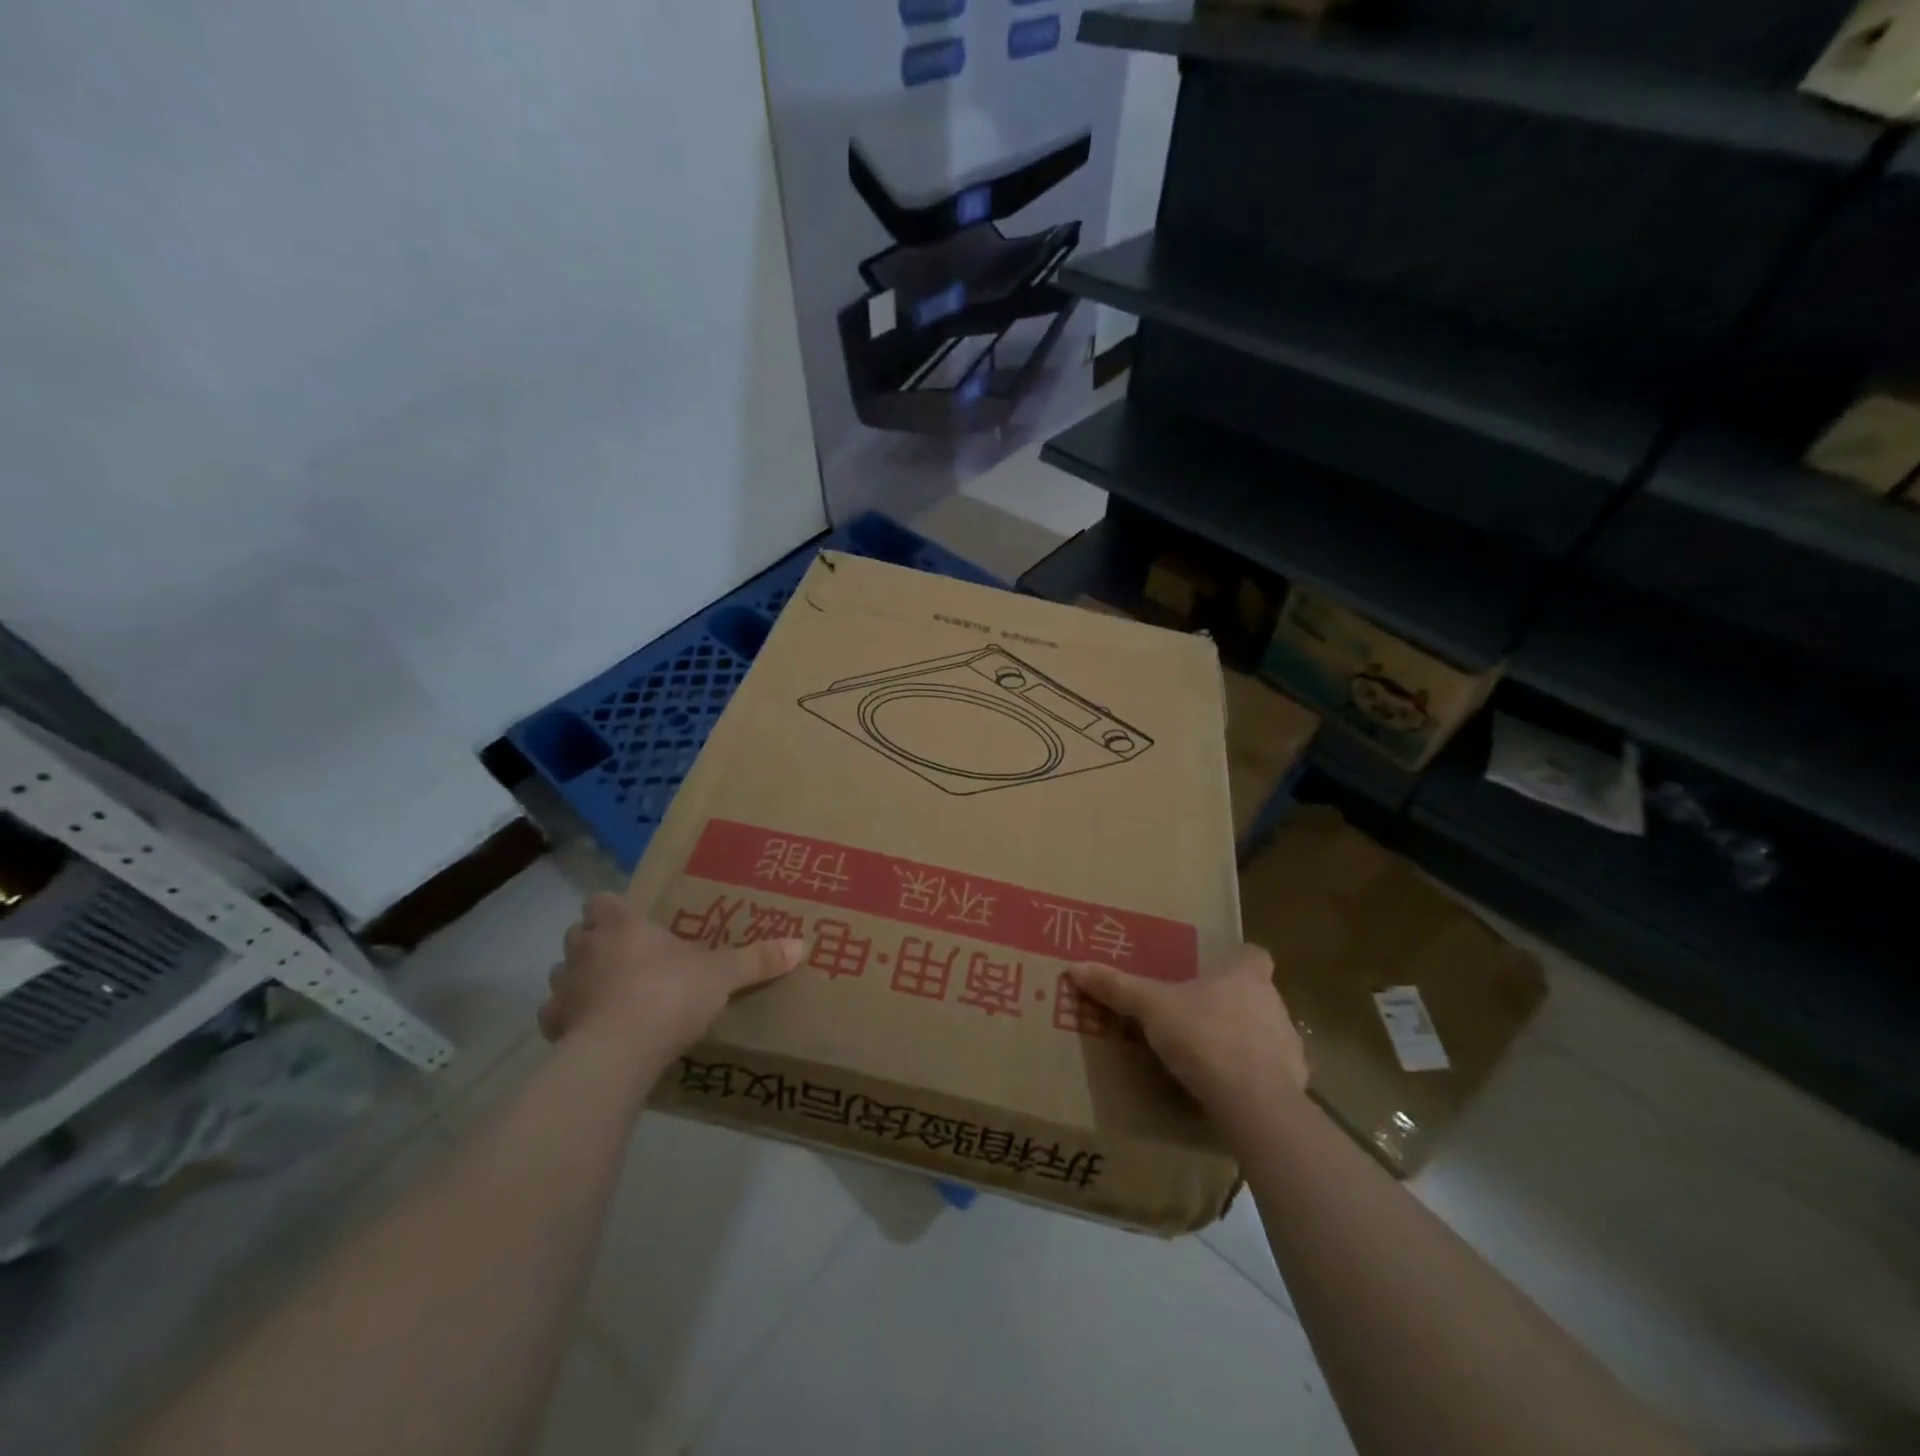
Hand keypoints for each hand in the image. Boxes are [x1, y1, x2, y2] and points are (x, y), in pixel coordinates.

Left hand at [541, 893, 803, 1060]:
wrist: (618, 1052)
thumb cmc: (669, 994)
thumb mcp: (722, 975)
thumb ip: (757, 959)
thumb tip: (801, 944)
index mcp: (622, 925)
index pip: (601, 900)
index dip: (612, 908)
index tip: (631, 921)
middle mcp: (585, 949)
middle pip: (578, 934)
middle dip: (595, 942)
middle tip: (627, 957)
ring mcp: (564, 989)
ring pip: (562, 973)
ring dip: (580, 980)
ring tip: (611, 995)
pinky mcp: (553, 1029)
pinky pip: (556, 1017)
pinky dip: (570, 1020)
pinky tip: (594, 1031)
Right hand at [1068, 945, 1307, 1126]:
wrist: (1254, 1103)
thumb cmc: (1204, 1038)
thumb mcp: (1151, 1008)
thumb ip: (1117, 987)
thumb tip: (1075, 967)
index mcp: (1246, 977)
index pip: (1254, 955)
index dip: (1238, 959)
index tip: (1216, 971)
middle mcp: (1274, 1003)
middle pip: (1258, 994)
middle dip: (1233, 1003)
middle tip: (1198, 1015)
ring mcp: (1289, 1045)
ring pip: (1267, 1033)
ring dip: (1246, 1041)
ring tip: (1210, 1056)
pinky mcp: (1296, 1084)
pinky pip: (1274, 1073)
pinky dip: (1255, 1078)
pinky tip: (1230, 1091)